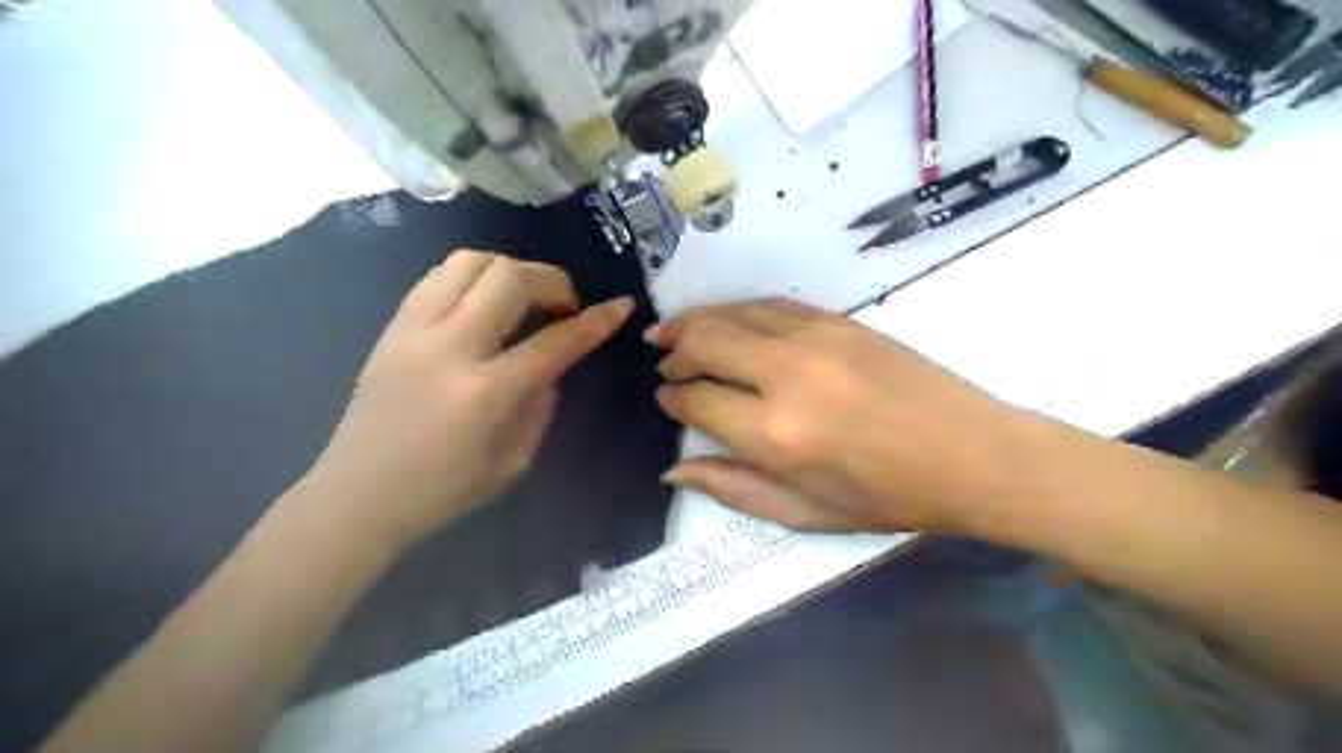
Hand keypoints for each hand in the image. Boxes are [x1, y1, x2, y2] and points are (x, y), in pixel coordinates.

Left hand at [300, 251, 631, 550]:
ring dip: (510, 270)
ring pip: (469, 261)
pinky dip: (474, 277)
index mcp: (485, 392)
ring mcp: (413, 330)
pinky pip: (439, 277)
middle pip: (509, 278)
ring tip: (524, 296)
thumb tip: (551, 364)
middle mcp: (449, 347)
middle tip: (565, 304)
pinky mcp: (392, 327)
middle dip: (552, 280)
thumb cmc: (444, 490)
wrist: (358, 496)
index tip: (620, 306)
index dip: (595, 321)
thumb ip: (541, 403)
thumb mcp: (515, 458)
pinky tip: (484, 303)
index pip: (554, 341)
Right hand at [651, 298, 1046, 530]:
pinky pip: (770, 304)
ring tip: (673, 330)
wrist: (971, 454)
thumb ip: (733, 489)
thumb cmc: (889, 498)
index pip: (697, 402)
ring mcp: (815, 338)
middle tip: (662, 360)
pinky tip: (727, 320)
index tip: (667, 400)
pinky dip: (738, 310)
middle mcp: (786, 376)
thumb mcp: (806, 513)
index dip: (673, 400)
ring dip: (695, 321)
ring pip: (732, 314)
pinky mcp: (839, 320)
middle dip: (673, 351)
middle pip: (704, 343)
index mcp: (776, 435)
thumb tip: (674, 466)